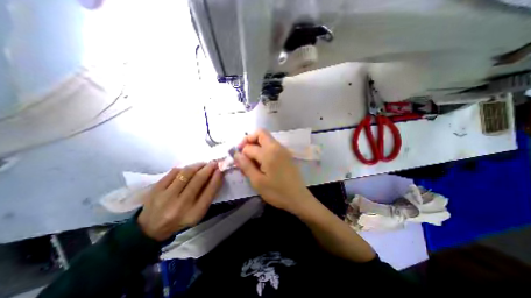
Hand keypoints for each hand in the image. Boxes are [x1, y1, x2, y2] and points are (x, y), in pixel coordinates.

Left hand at [138, 162, 221, 240]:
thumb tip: (216, 174)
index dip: (217, 177)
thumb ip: (208, 195)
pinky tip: (188, 169)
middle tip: (214, 163)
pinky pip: (174, 172)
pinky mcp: (155, 189)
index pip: (210, 191)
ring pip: (186, 172)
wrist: (150, 228)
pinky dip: (184, 168)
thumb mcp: (198, 212)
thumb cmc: (181, 219)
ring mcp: (166, 196)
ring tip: (202, 164)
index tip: (221, 169)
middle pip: (199, 179)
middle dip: (209, 168)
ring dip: (198, 165)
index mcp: (194, 213)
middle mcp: (181, 205)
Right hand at [234, 130, 311, 212]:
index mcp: (269, 152)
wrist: (298, 198)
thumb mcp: (258, 181)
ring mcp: (283, 149)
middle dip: (248, 140)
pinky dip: (263, 149)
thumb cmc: (277, 192)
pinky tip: (261, 163)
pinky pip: (272, 146)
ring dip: (256, 145)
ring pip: (266, 139)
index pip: (249, 146)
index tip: (238, 162)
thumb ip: (246, 165)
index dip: (241, 153)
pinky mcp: (286, 154)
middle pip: (260, 133)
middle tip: (243, 153)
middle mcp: (277, 146)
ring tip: (251, 161)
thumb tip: (235, 154)